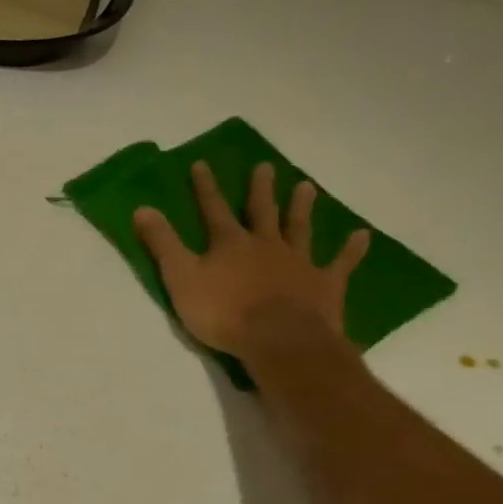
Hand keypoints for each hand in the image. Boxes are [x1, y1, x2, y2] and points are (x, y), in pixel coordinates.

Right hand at [133, 161, 370, 360]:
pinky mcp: (324, 285)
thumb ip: (162, 244)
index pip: (213, 209)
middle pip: (262, 211)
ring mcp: (298, 262)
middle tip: (265, 167)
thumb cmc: (223, 312)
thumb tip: (141, 208)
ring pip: (299, 228)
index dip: (205, 188)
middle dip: (260, 190)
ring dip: (301, 208)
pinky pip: (340, 263)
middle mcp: (266, 244)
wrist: (278, 339)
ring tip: (306, 186)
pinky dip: (351, 250)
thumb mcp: (181, 278)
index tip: (201, 164)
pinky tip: (361, 235)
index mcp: (230, 244)